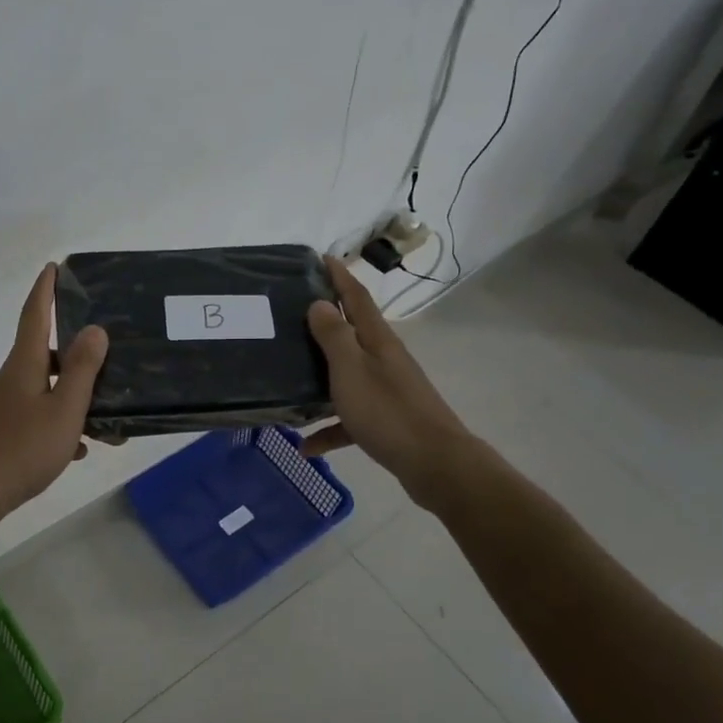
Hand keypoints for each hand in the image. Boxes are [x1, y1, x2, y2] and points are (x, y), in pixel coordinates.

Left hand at [0, 264, 108, 522]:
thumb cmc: (22, 448)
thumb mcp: (64, 409)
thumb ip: (82, 370)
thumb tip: (94, 329)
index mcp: (24, 365)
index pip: (35, 315)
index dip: (45, 290)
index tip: (53, 266)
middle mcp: (9, 378)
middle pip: (44, 354)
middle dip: (74, 355)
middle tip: (105, 359)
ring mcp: (1, 406)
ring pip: (44, 389)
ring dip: (72, 398)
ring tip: (103, 422)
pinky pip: (35, 416)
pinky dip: (58, 423)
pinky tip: (77, 449)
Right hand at [302, 255, 466, 496]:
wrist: (434, 463)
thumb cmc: (387, 411)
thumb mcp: (351, 370)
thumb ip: (333, 336)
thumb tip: (319, 303)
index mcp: (377, 341)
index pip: (356, 298)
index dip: (340, 276)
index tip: (322, 258)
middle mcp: (384, 359)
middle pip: (351, 333)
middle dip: (324, 322)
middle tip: (292, 313)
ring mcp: (386, 390)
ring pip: (346, 376)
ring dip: (320, 378)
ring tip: (288, 379)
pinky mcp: (385, 421)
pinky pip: (349, 418)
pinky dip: (329, 429)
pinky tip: (307, 445)